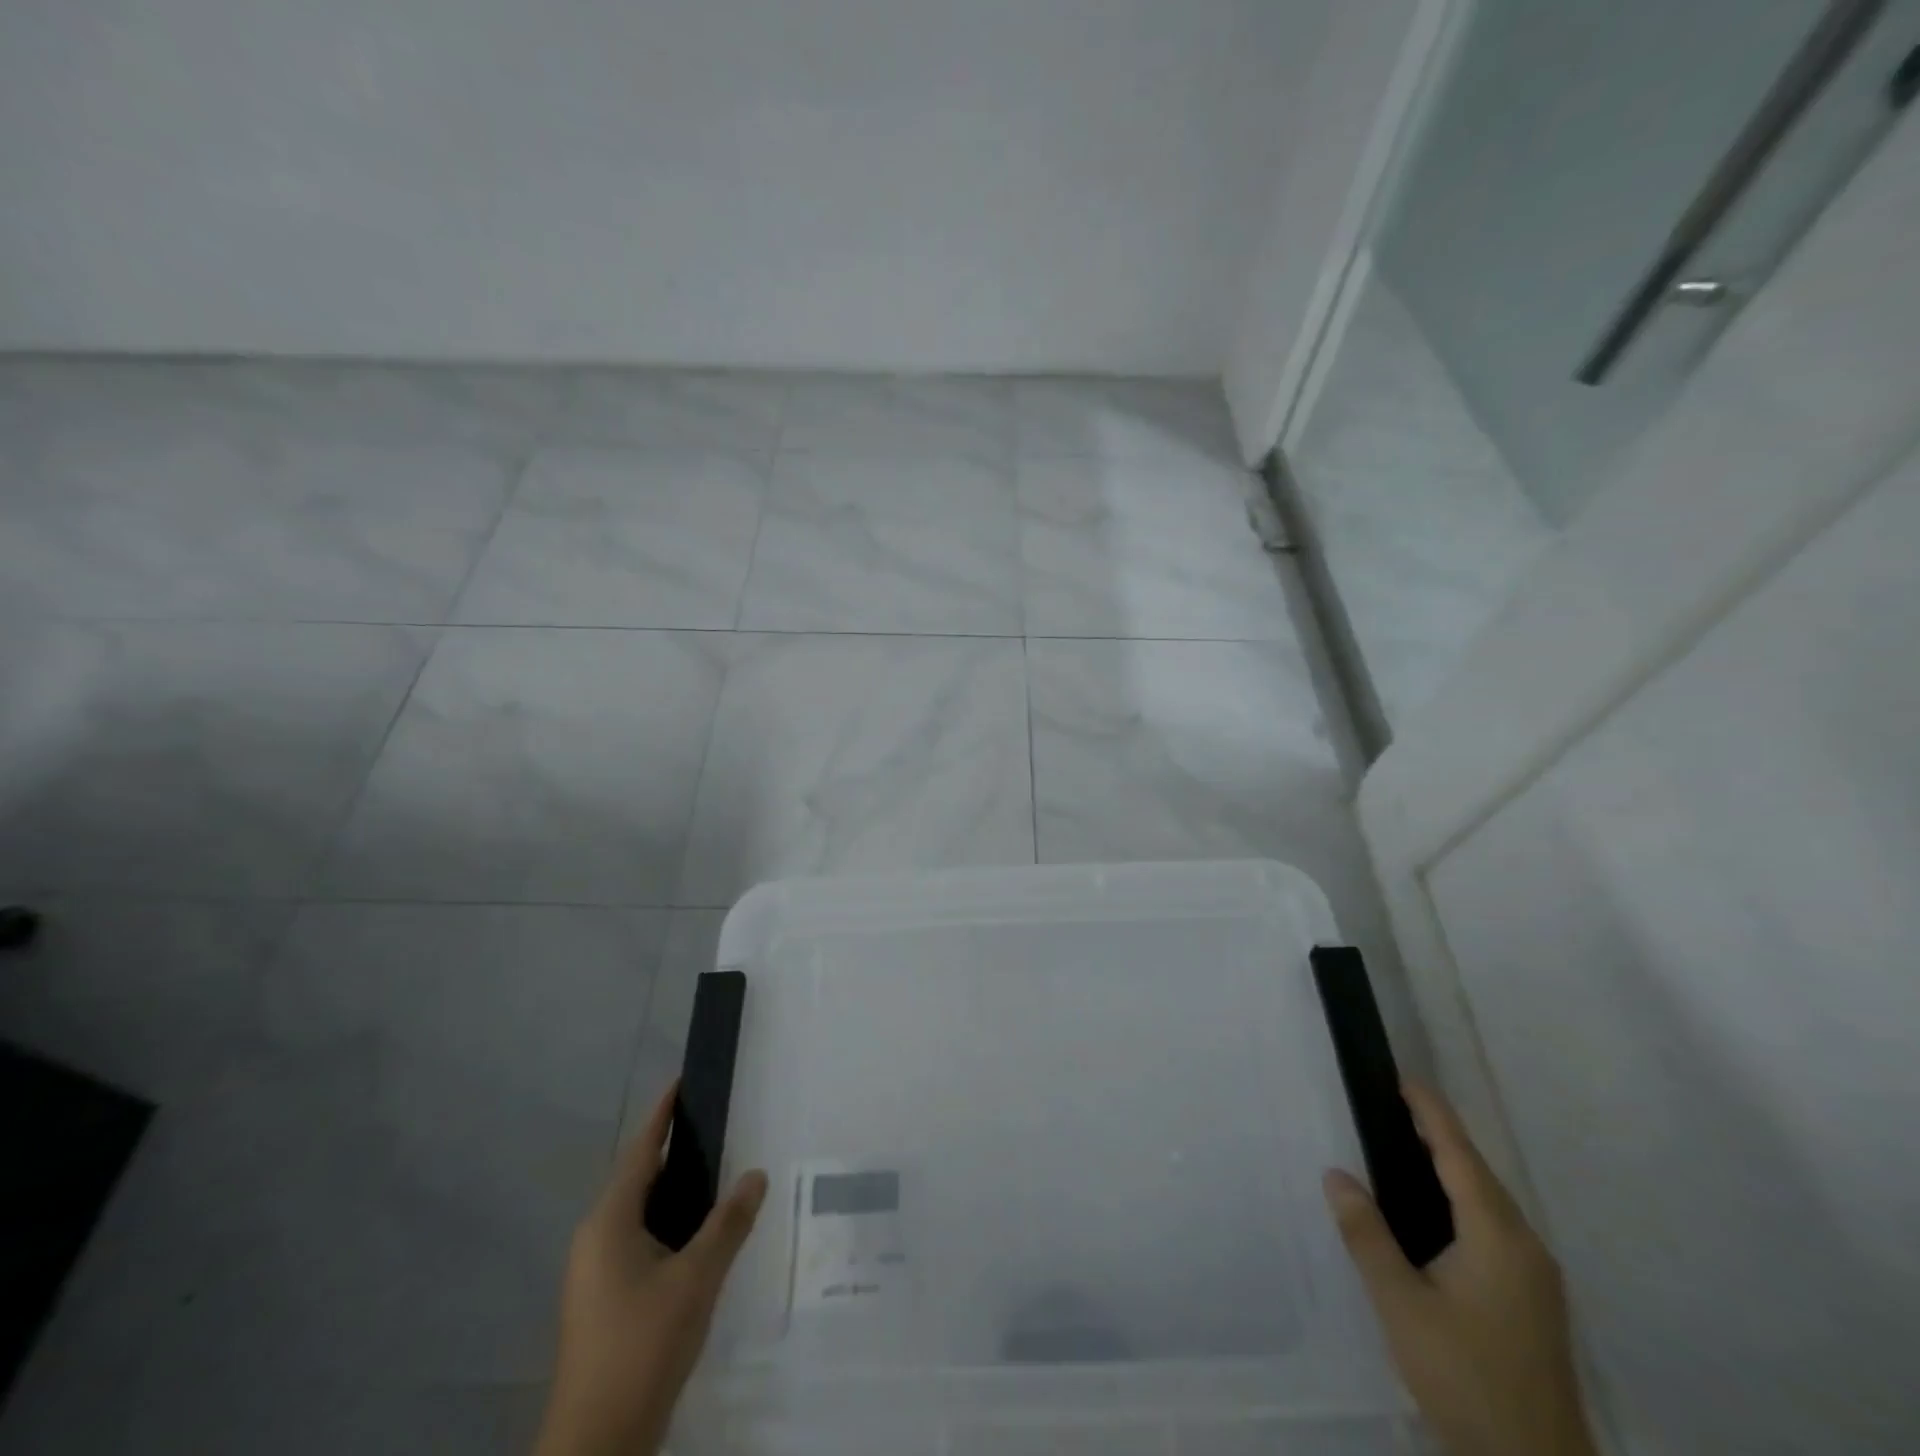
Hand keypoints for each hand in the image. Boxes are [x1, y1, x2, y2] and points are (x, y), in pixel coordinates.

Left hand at [535, 1083, 769, 1455]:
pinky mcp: (601, 1301)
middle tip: (719, 1131)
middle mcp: (594, 1239)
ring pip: (638, 1215)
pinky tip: (697, 1238)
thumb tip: (756, 1174)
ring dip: (673, 1194)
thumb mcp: (697, 1279)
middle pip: (638, 1180)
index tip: (682, 1082)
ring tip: (717, 1178)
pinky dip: (667, 1226)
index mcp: (609, 1222)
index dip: (662, 1115)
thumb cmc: (643, 1346)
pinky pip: (636, 1242)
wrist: (596, 1446)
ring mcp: (593, 1273)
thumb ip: (729, 1223)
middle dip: (675, 1154)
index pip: (640, 1151)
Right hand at [1324, 1084, 1597, 1455]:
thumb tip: (1336, 1175)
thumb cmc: (1465, 1376)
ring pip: (1489, 1203)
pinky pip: (1494, 1228)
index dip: (1431, 1113)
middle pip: (1478, 1174)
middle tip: (1389, 1108)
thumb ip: (1367, 1235)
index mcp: (1498, 1236)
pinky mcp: (1534, 1302)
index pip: (1459, 1154)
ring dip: (1450, 1169)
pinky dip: (1460, 1201)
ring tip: (1402, 1149)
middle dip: (1438, 1136)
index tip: (1403, 1079)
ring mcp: (1537, 1277)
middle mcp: (1526, 1246)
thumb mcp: (1401, 1304)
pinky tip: (1432, 1213)